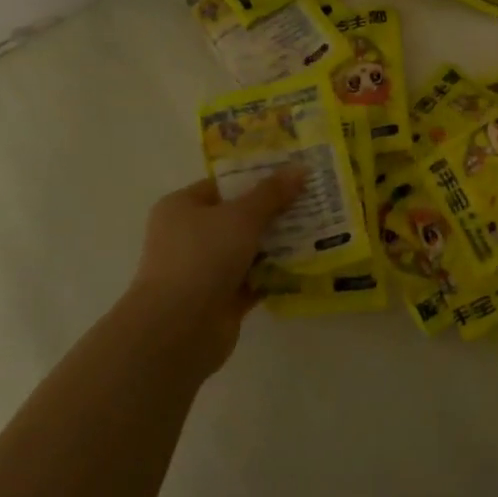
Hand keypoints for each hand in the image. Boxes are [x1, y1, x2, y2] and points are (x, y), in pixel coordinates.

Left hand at [125, 169, 306, 371]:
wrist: (179, 328)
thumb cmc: (203, 257)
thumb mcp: (242, 216)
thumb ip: (272, 193)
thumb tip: (300, 168)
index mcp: (182, 208)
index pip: (223, 185)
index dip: (258, 179)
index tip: (293, 176)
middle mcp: (188, 236)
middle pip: (238, 217)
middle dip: (274, 212)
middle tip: (313, 202)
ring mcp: (204, 270)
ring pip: (248, 250)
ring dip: (278, 244)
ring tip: (318, 231)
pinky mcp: (220, 299)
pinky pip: (254, 280)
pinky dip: (275, 274)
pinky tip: (307, 265)